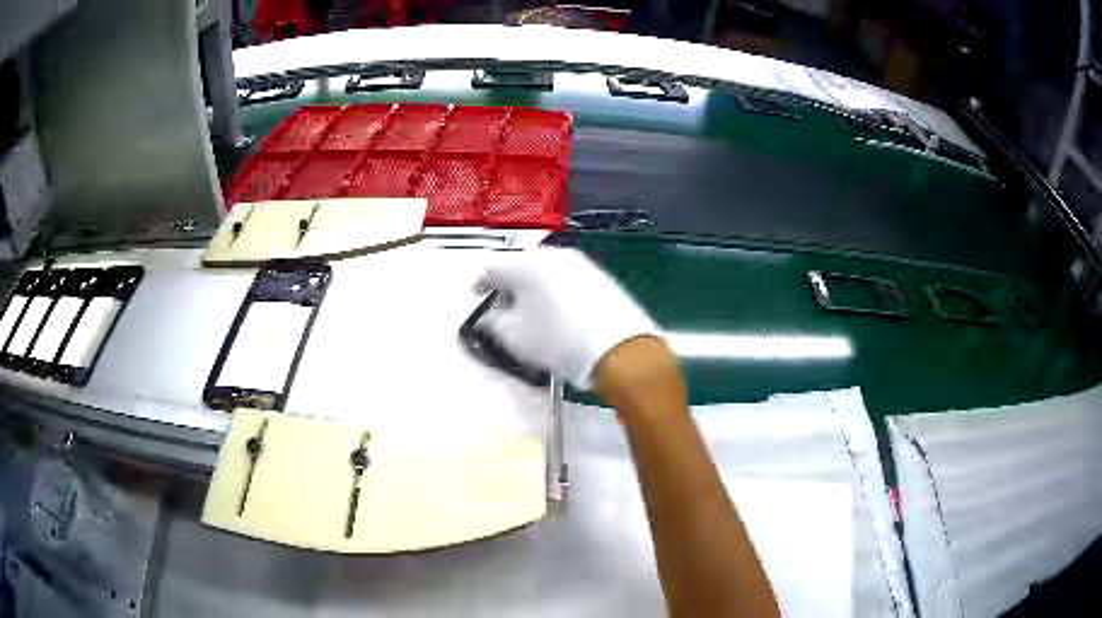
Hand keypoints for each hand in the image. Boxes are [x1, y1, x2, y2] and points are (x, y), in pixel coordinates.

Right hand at [476, 247, 658, 389]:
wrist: (619, 349)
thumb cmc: (562, 342)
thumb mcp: (515, 337)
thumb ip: (492, 322)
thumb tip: (489, 316)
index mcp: (527, 265)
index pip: (492, 266)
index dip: (480, 283)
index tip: (478, 294)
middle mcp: (554, 256)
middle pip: (520, 265)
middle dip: (509, 284)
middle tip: (504, 306)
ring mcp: (580, 264)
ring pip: (545, 270)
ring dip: (532, 286)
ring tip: (531, 311)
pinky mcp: (599, 277)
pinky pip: (566, 278)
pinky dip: (554, 289)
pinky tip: (557, 311)